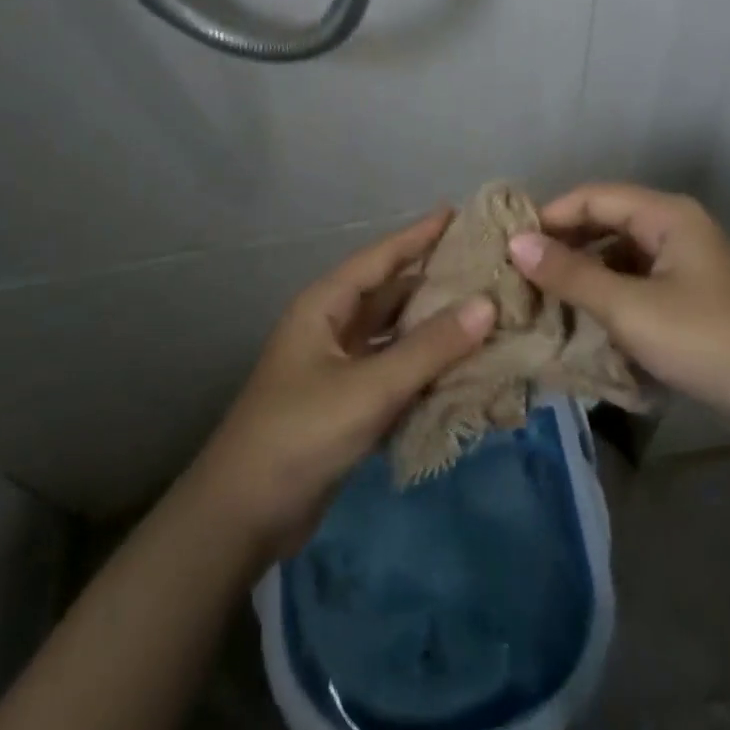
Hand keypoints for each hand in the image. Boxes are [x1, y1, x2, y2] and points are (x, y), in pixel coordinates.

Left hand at [185, 209, 495, 557]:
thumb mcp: (369, 387)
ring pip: (394, 335)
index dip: (419, 234)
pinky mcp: (347, 405)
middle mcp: (332, 327)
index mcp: (326, 305)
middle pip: (390, 293)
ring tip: (484, 313)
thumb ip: (429, 348)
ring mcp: (338, 367)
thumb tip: (486, 304)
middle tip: (486, 268)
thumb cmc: (300, 433)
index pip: (381, 257)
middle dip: (434, 281)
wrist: (242, 516)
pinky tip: (461, 369)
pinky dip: (424, 369)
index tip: (459, 213)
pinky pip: (394, 372)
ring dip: (433, 328)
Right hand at [508, 183, 729, 440]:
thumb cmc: (707, 342)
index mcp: (665, 215)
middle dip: (563, 246)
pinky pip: (634, 284)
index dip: (550, 216)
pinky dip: (606, 297)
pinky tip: (581, 321)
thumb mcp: (630, 309)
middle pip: (605, 223)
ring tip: (540, 299)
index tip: (508, 245)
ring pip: (618, 256)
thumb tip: (516, 243)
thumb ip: (572, 274)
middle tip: (518, 274)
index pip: (592, 197)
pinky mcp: (688, 299)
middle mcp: (674, 229)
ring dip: (582, 274)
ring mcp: (683, 265)